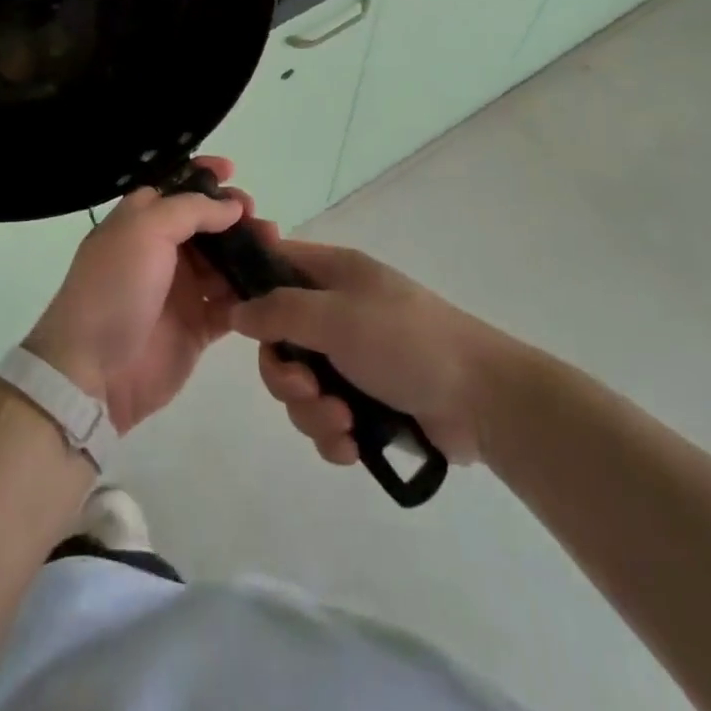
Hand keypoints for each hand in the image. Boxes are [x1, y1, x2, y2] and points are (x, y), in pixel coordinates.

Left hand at [24, 157, 257, 433]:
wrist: (93, 371)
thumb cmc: (115, 287)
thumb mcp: (145, 230)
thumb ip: (191, 210)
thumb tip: (232, 206)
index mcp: (141, 221)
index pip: (176, 188)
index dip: (203, 177)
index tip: (232, 171)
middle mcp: (161, 251)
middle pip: (207, 224)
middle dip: (235, 215)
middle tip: (256, 218)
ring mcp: (180, 290)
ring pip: (224, 262)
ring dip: (248, 251)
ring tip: (272, 247)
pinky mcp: (197, 327)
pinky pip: (230, 304)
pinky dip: (249, 294)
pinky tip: (267, 285)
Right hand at [230, 241, 515, 466]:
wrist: (483, 400)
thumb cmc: (405, 342)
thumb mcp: (337, 317)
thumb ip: (280, 312)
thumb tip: (235, 311)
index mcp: (333, 274)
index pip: (274, 264)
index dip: (247, 287)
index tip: (228, 319)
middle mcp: (337, 311)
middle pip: (279, 339)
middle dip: (286, 375)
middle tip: (308, 390)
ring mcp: (352, 358)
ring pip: (300, 386)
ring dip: (312, 412)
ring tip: (344, 423)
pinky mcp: (367, 402)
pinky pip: (326, 418)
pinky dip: (333, 434)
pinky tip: (353, 446)